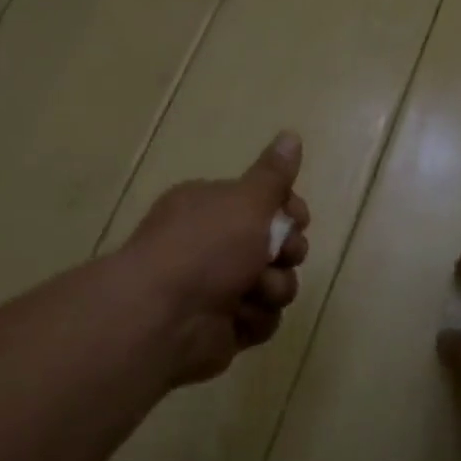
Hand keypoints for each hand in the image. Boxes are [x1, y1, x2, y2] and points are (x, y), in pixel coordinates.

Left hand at [120, 132, 310, 386]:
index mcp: (211, 206)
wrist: (163, 316)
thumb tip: (291, 134)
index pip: (264, 202)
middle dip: (286, 252)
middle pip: (276, 245)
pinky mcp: (224, 326)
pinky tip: (237, 318)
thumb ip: (273, 174)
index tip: (297, 218)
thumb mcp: (246, 201)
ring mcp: (218, 287)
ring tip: (254, 292)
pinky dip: (255, 319)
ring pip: (275, 285)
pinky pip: (262, 319)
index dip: (288, 210)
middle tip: (280, 255)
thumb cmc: (205, 247)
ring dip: (272, 289)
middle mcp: (213, 244)